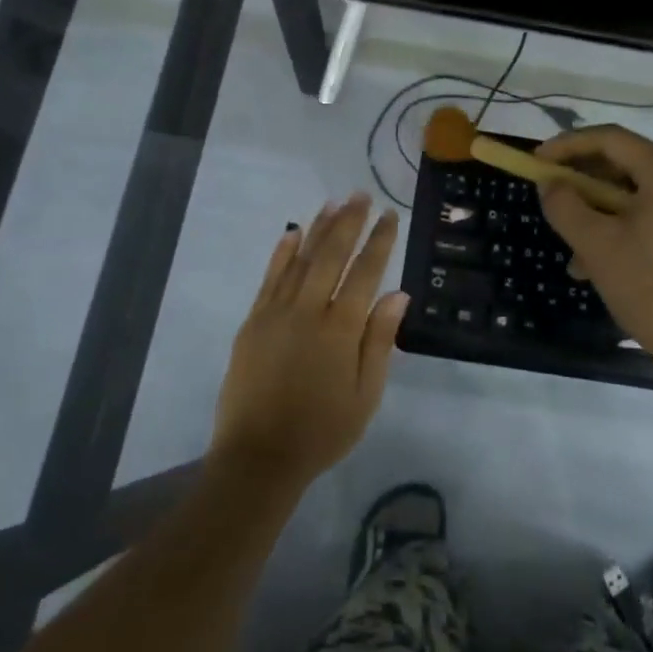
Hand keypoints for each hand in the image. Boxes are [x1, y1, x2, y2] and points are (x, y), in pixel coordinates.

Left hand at [210, 193, 407, 492]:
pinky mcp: (253, 322)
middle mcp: (308, 311)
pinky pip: (269, 278)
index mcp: (341, 329)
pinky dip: (282, 253)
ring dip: (318, 228)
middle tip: (361, 195)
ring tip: (333, 202)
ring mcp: (276, 313)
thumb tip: (399, 294)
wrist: (259, 456)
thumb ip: (380, 341)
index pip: (366, 272)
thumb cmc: (322, 430)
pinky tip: (292, 233)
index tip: (390, 215)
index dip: (379, 241)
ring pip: (301, 260)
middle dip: (349, 222)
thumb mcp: (366, 394)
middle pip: (332, 255)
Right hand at [537, 126, 652, 383]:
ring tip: (575, 255)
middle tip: (553, 206)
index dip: (567, 146)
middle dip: (584, 187)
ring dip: (602, 216)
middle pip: (626, 166)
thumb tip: (551, 184)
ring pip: (639, 197)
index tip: (537, 163)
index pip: (610, 139)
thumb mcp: (596, 245)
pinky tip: (605, 266)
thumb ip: (565, 205)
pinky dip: (627, 230)